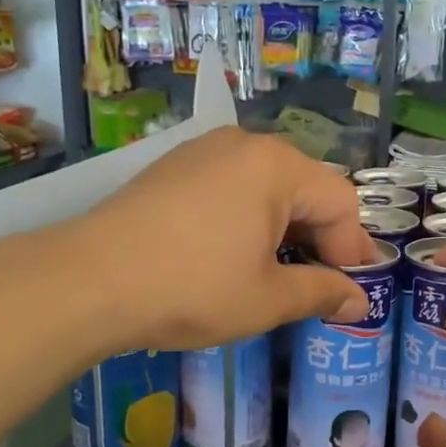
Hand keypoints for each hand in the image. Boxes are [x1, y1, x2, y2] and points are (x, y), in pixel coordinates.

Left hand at [71, 128, 373, 353]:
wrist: (87, 281)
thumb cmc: (192, 287)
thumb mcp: (268, 298)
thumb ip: (322, 293)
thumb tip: (358, 301)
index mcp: (277, 166)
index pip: (340, 203)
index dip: (351, 251)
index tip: (347, 294)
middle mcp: (244, 145)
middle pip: (304, 189)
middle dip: (317, 240)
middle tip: (317, 286)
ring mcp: (202, 152)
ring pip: (265, 189)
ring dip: (282, 231)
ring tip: (274, 274)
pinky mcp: (172, 169)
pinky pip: (229, 188)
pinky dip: (245, 220)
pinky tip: (231, 255)